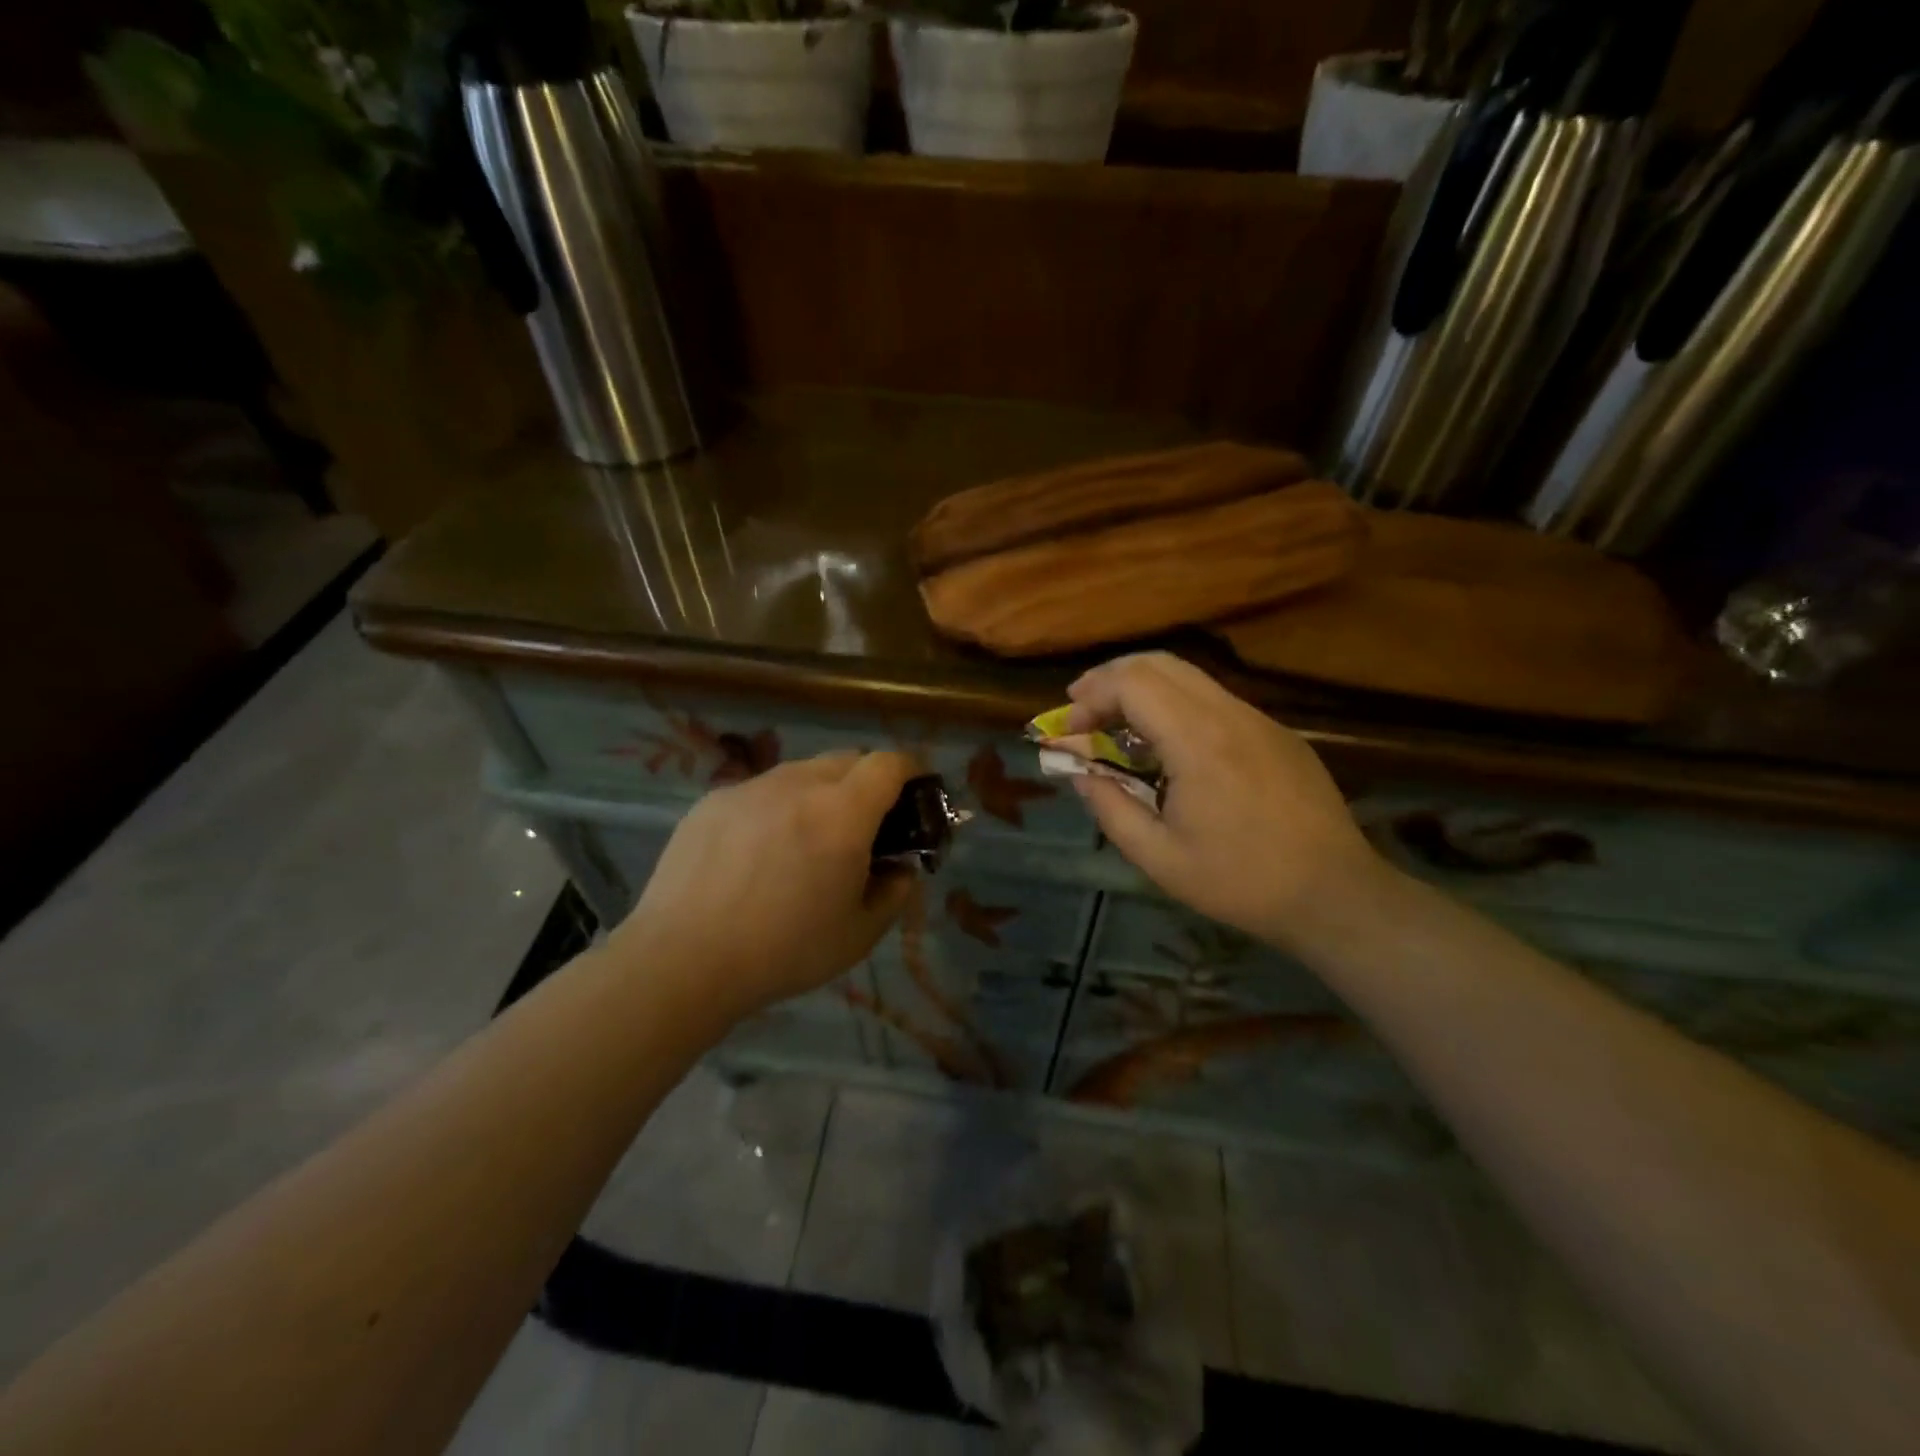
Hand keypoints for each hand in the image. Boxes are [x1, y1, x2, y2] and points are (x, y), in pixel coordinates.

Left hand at [610, 750, 917, 1021]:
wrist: (682, 960)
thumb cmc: (783, 951)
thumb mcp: (859, 934)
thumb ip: (894, 893)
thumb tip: (900, 868)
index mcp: (843, 814)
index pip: (889, 763)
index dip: (911, 769)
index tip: (916, 790)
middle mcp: (798, 785)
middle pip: (848, 759)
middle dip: (867, 782)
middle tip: (863, 826)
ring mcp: (750, 788)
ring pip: (802, 772)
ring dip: (820, 793)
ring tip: (806, 841)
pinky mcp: (712, 801)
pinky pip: (760, 791)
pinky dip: (776, 808)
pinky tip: (757, 854)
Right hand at [1065, 653, 1384, 955]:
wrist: (1336, 894)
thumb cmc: (1241, 882)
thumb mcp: (1159, 858)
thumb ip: (1110, 809)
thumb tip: (1079, 774)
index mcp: (1198, 742)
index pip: (1132, 683)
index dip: (1091, 697)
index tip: (1070, 729)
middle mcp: (1230, 714)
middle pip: (1159, 663)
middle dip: (1111, 678)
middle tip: (1082, 708)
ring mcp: (1260, 719)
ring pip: (1190, 676)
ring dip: (1145, 689)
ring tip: (1118, 723)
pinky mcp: (1278, 733)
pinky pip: (1216, 700)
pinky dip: (1177, 704)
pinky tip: (1169, 744)